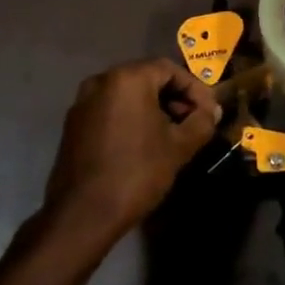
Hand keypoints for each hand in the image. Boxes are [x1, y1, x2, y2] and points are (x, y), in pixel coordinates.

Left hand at [42, 59, 219, 246]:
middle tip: (193, 122)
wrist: (83, 215)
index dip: (195, 89)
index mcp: (127, 78)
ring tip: (172, 135)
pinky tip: (144, 144)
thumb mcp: (179, 147)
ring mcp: (83, 102)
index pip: (169, 69)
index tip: (209, 112)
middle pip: (147, 79)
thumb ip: (201, 121)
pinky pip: (110, 110)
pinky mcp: (73, 124)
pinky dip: (131, 118)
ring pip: (127, 95)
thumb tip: (211, 111)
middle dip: (174, 98)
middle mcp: (101, 81)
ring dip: (153, 109)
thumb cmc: (136, 173)